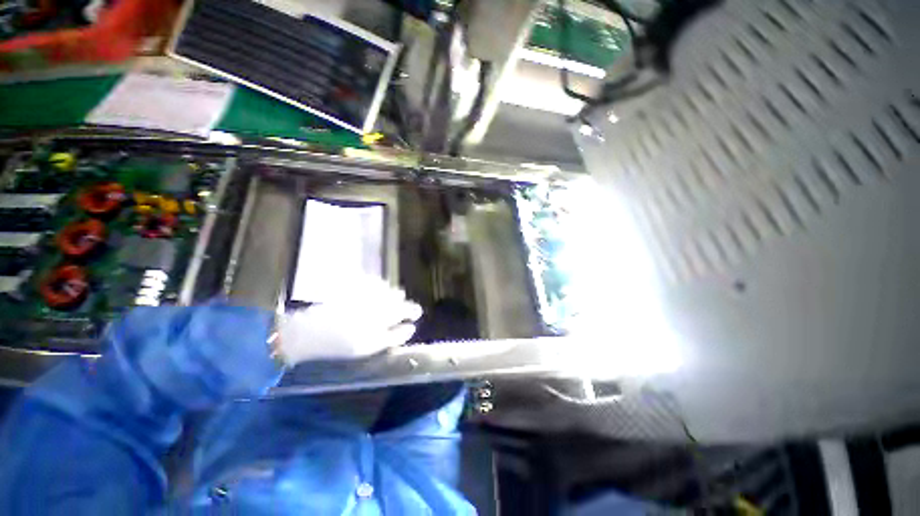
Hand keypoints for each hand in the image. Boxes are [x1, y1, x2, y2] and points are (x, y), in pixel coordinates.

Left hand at [274, 276, 422, 365]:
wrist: (309, 331)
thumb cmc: (342, 344)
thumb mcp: (371, 346)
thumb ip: (395, 336)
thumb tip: (411, 328)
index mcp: (385, 314)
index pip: (407, 309)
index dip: (413, 311)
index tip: (417, 314)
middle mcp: (379, 298)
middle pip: (398, 296)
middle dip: (401, 303)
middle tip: (400, 311)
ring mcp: (366, 291)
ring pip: (386, 289)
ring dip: (390, 295)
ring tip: (386, 303)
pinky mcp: (353, 286)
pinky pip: (372, 283)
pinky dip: (377, 288)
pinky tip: (373, 293)